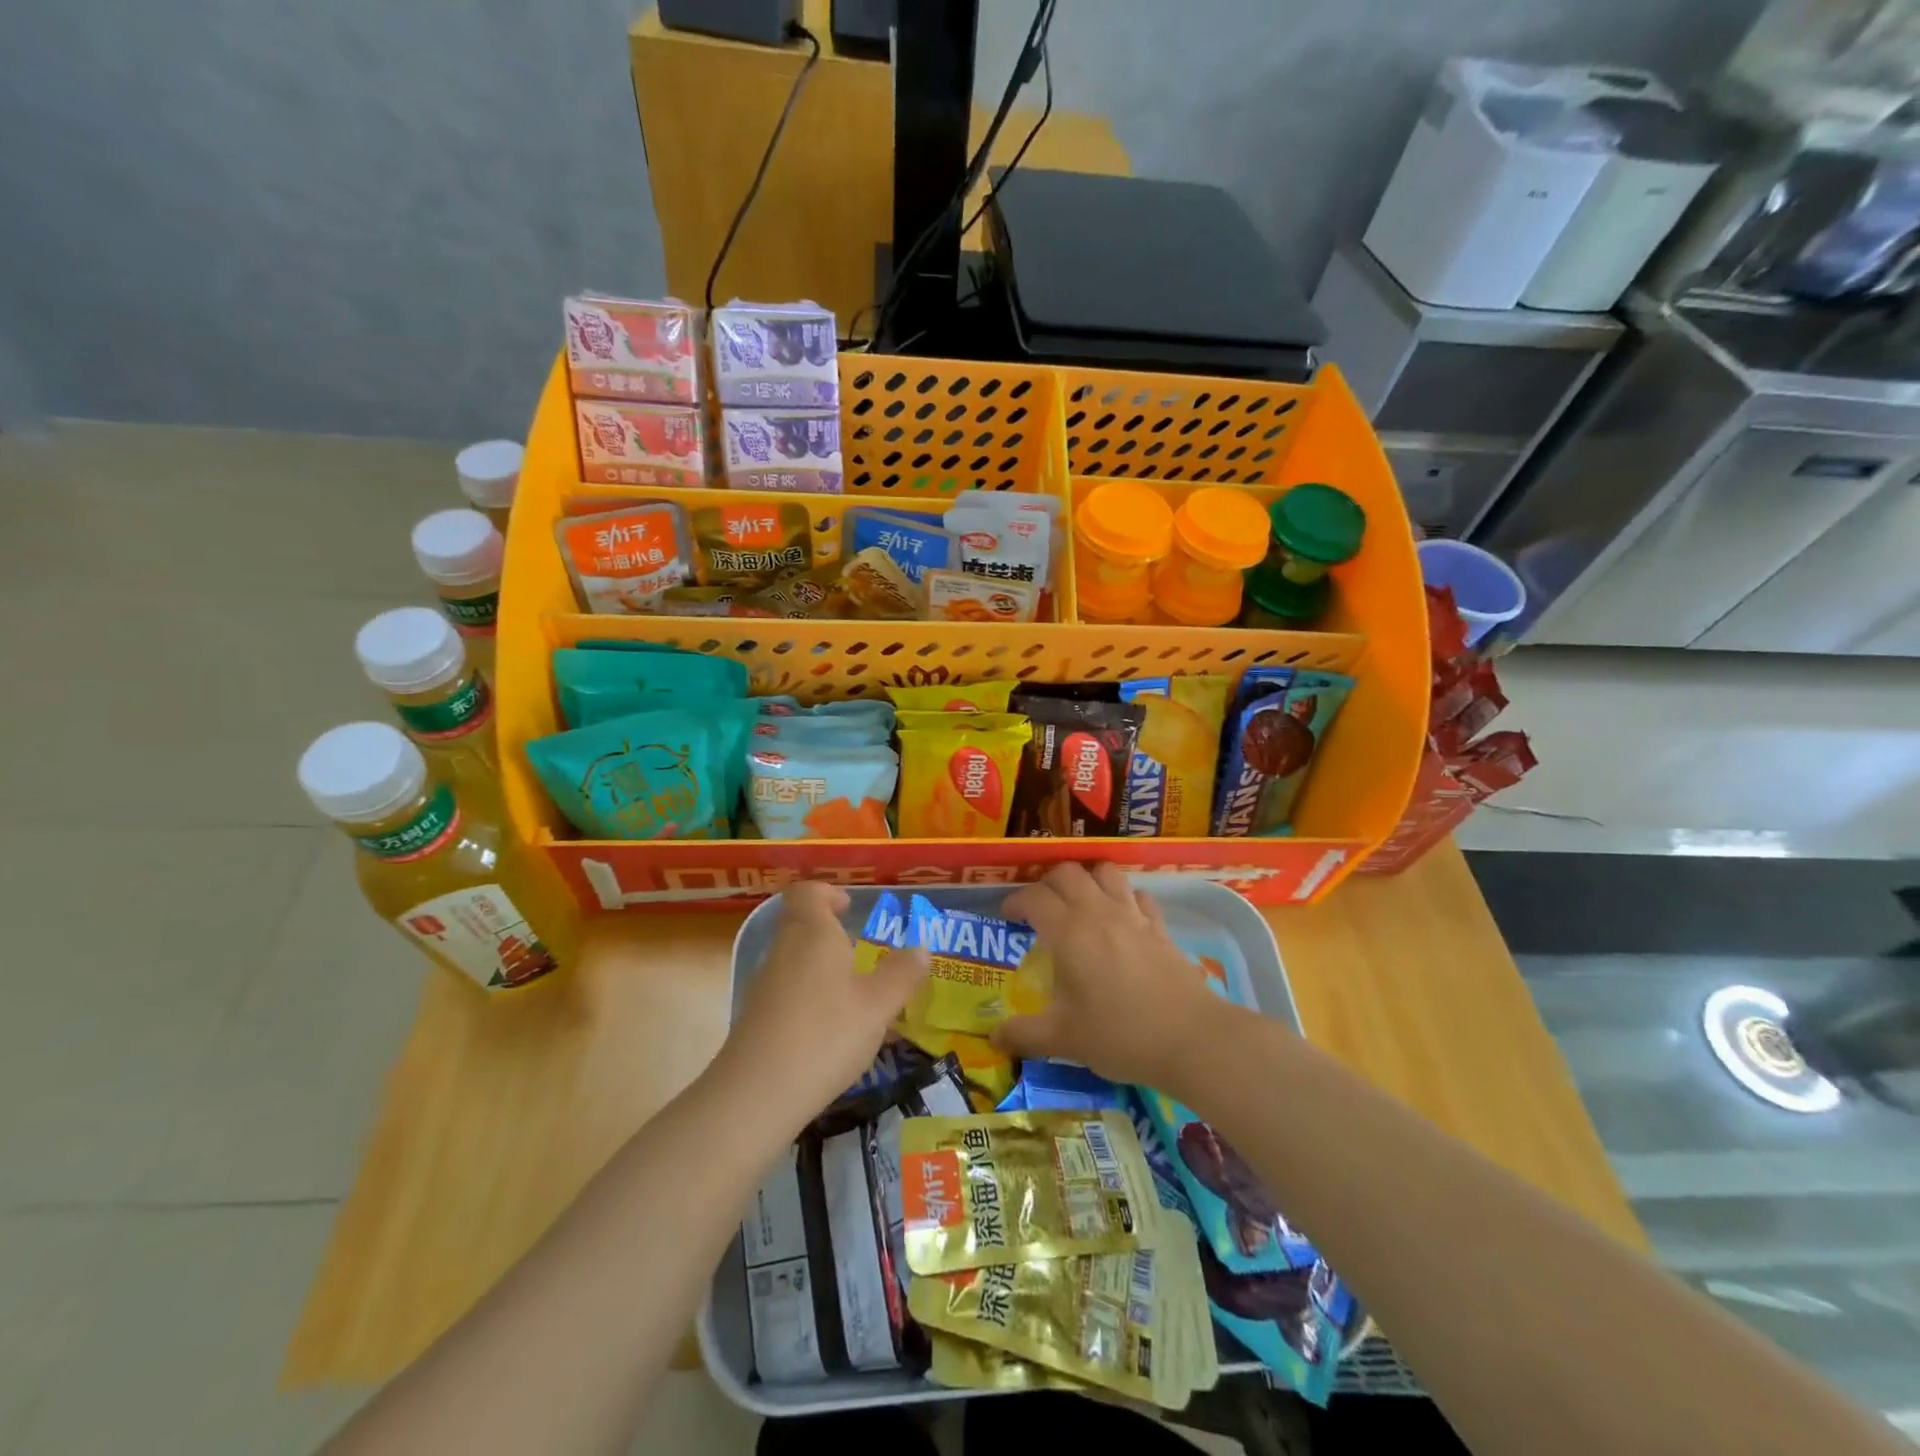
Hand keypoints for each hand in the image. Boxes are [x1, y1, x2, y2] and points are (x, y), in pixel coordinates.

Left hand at [719, 881, 928, 1121]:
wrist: (756, 1095)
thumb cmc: (825, 1035)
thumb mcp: (878, 1006)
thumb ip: (902, 974)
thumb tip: (921, 948)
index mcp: (812, 933)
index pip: (808, 892)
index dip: (828, 893)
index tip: (850, 908)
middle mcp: (784, 949)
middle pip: (800, 923)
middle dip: (829, 932)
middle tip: (861, 951)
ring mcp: (765, 984)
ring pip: (793, 958)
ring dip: (820, 965)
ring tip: (853, 992)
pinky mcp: (756, 1017)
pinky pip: (786, 988)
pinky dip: (808, 995)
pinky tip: (830, 1027)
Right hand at [991, 863, 1239, 1089]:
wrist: (1190, 1038)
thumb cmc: (1119, 1034)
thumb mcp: (1063, 1039)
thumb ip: (1023, 1035)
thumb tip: (994, 1038)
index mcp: (1068, 931)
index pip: (1034, 897)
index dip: (1015, 902)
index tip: (1008, 917)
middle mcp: (1098, 912)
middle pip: (1068, 873)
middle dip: (1048, 883)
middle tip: (1040, 908)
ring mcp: (1133, 916)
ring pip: (1106, 872)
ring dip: (1088, 879)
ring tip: (1080, 902)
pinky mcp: (1160, 927)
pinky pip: (1138, 895)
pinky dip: (1124, 897)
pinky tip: (1122, 918)